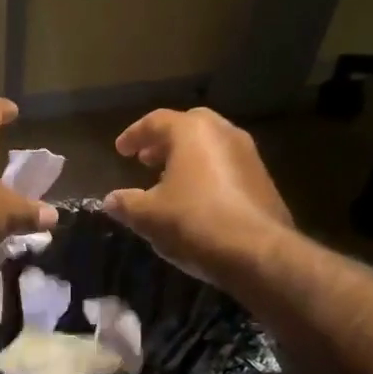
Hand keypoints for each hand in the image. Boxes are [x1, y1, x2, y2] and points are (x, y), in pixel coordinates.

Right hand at [103, 108, 293, 287]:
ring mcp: (248, 155)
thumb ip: (125, 203)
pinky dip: (206, 173)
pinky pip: (226, 166)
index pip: (156, 121)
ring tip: (167, 180)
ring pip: (210, 146)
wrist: (257, 252)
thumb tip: (110, 200)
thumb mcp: (148, 216)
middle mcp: (223, 133)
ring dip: (186, 158)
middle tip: (146, 159)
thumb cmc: (194, 221)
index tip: (120, 151)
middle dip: (164, 141)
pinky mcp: (262, 180)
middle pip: (188, 126)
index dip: (134, 135)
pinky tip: (195, 199)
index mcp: (192, 132)